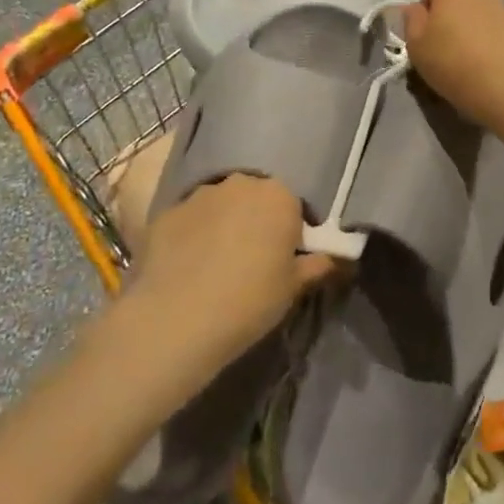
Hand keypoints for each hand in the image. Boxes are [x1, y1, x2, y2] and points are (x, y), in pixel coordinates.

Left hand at [127, 175, 337, 370]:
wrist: (175, 320)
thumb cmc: (249, 301)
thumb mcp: (293, 289)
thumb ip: (317, 266)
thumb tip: (336, 258)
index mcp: (279, 196)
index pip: (294, 207)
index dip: (291, 233)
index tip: (284, 260)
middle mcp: (241, 183)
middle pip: (256, 199)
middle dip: (256, 222)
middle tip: (252, 261)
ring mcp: (200, 194)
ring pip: (221, 206)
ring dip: (223, 225)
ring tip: (215, 266)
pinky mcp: (167, 212)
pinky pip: (189, 220)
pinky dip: (192, 236)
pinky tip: (186, 268)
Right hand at [402, 0, 503, 131]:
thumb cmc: (454, 63)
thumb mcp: (415, 46)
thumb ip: (411, 21)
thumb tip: (415, 9)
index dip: (425, 14)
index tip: (425, 41)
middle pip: (457, 0)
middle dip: (450, 20)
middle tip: (444, 52)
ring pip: (479, 16)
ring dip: (472, 31)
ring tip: (469, 63)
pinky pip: (498, 31)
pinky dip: (492, 43)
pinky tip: (491, 67)